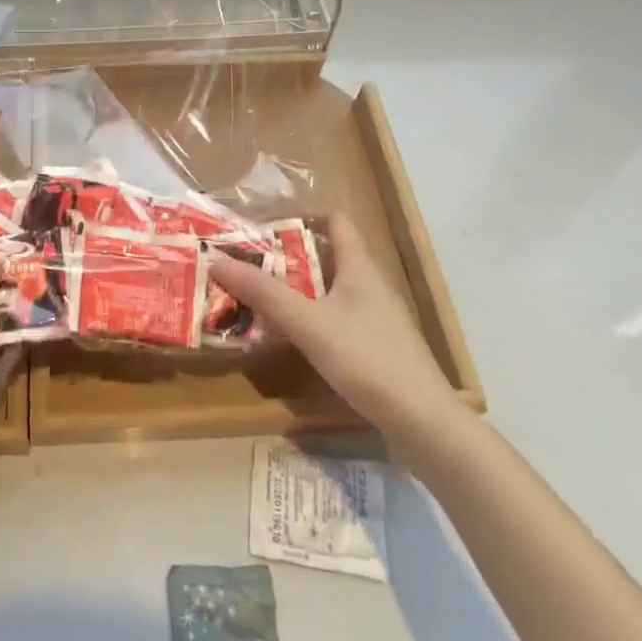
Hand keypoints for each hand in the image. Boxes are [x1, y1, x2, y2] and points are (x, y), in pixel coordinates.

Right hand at [208, 213, 465, 444]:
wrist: (425, 425)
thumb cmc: (367, 359)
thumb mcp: (308, 323)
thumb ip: (263, 293)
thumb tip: (216, 260)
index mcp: (359, 267)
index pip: (336, 222)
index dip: (304, 215)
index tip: (266, 223)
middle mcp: (371, 286)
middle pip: (329, 257)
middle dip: (290, 257)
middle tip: (250, 262)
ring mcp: (378, 320)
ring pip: (332, 292)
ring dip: (300, 291)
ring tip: (261, 298)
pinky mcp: (379, 351)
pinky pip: (339, 322)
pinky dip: (314, 320)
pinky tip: (293, 339)